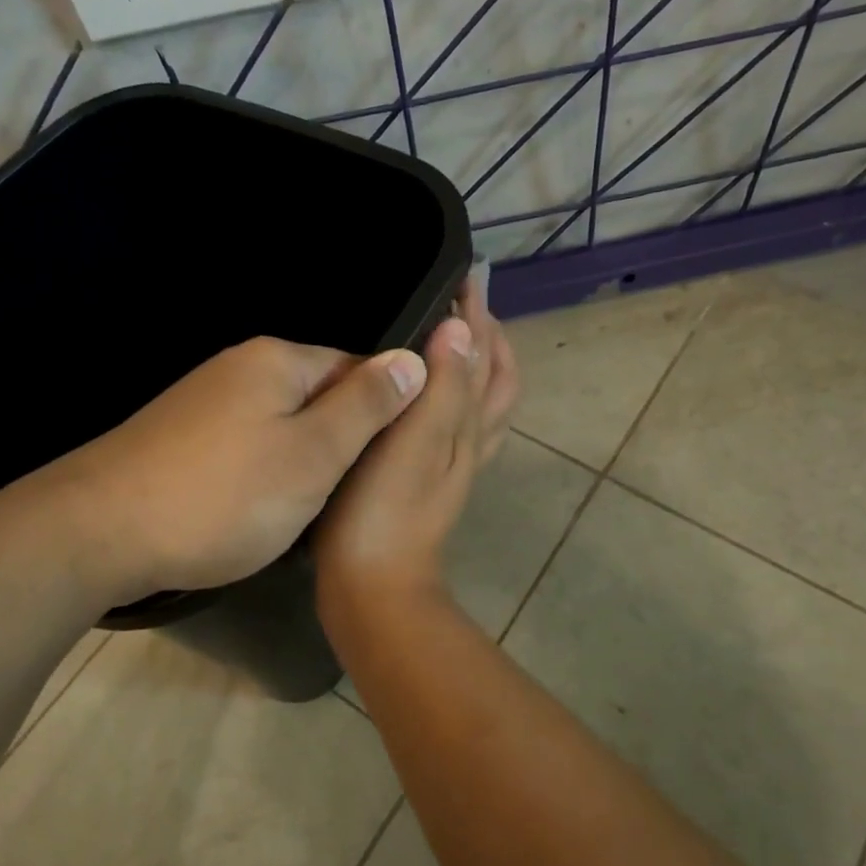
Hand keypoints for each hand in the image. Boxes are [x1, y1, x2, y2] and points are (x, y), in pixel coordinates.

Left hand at [37, 336, 427, 608]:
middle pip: (319, 395)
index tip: (382, 467)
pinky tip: (255, 506)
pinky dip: (261, 471)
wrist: (98, 533)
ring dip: (300, 461)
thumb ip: (367, 406)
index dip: (379, 417)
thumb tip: (414, 358)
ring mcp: (206, 399)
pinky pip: (247, 442)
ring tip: (301, 508)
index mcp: (279, 359)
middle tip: (341, 495)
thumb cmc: (224, 495)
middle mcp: (242, 366)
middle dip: (337, 442)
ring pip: (283, 424)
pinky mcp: (182, 433)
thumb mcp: (314, 455)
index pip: (358, 369)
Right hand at [314, 274, 517, 626]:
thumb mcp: (414, 443)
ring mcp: (450, 463)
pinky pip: (452, 425)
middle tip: (460, 303)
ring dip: (473, 365)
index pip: (486, 358)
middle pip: (494, 380)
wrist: (371, 586)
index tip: (464, 278)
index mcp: (467, 425)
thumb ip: (442, 387)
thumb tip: (462, 328)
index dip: (479, 317)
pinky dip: (450, 397)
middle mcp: (469, 440)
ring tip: (447, 338)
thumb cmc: (382, 512)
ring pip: (478, 404)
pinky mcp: (426, 478)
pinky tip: (420, 396)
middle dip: (485, 337)